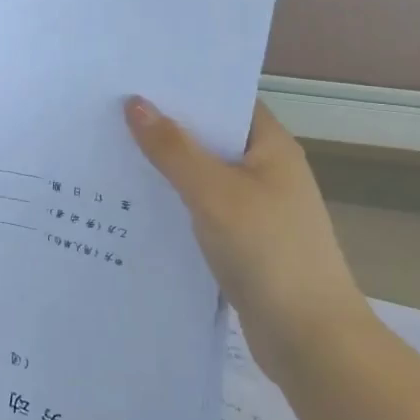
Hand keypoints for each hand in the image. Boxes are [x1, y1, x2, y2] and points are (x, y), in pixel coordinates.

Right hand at [125, 97, 368, 382]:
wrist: (310, 339)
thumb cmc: (268, 252)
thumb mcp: (214, 193)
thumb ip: (173, 149)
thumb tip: (136, 104)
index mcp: (271, 147)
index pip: (226, 101)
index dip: (185, 90)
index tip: (136, 81)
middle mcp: (266, 172)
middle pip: (210, 139)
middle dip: (166, 130)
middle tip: (110, 116)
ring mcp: (256, 210)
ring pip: (203, 179)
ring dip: (166, 171)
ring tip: (111, 156)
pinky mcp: (243, 244)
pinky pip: (202, 213)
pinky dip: (174, 207)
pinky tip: (135, 208)